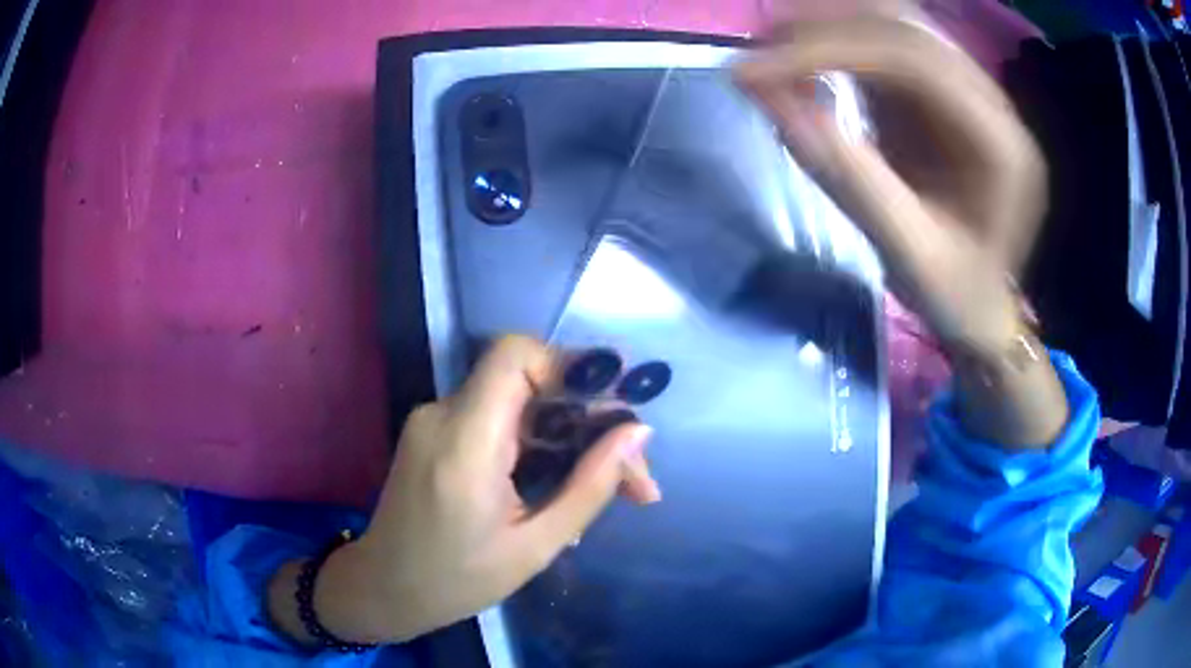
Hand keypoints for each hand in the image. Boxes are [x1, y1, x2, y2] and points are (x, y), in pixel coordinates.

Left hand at [268, 336, 657, 644]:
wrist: (383, 588)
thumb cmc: (457, 581)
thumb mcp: (536, 546)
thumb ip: (590, 486)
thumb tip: (637, 433)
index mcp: (464, 443)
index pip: (514, 355)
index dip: (569, 366)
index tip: (611, 409)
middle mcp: (443, 415)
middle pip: (526, 379)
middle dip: (586, 415)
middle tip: (631, 470)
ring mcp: (433, 420)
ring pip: (516, 399)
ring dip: (565, 432)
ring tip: (608, 485)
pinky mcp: (433, 432)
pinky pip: (496, 418)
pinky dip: (535, 441)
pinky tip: (559, 482)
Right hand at [736, 16, 1045, 356]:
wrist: (985, 308)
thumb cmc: (958, 297)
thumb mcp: (910, 257)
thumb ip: (850, 179)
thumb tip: (772, 102)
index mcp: (1002, 145)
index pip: (914, 61)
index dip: (830, 50)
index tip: (754, 70)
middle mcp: (991, 103)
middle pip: (903, 28)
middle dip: (822, 29)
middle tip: (753, 52)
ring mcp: (968, 93)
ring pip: (892, 26)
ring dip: (827, 28)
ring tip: (768, 49)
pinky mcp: (942, 96)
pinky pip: (885, 49)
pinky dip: (836, 47)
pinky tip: (799, 61)